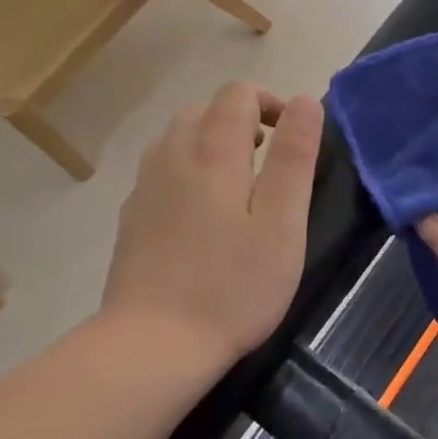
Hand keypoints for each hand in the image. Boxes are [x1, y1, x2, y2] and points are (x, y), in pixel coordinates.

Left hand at [101, 83, 323, 366]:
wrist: (152, 344)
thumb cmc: (232, 286)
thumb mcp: (282, 223)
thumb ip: (294, 157)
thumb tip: (306, 101)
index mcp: (213, 152)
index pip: (237, 94)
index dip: (271, 103)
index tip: (293, 137)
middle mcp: (172, 155)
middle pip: (205, 109)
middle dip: (242, 119)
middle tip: (270, 159)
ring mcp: (145, 185)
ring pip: (179, 136)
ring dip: (213, 140)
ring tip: (239, 182)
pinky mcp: (131, 214)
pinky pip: (161, 168)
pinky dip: (188, 167)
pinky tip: (202, 212)